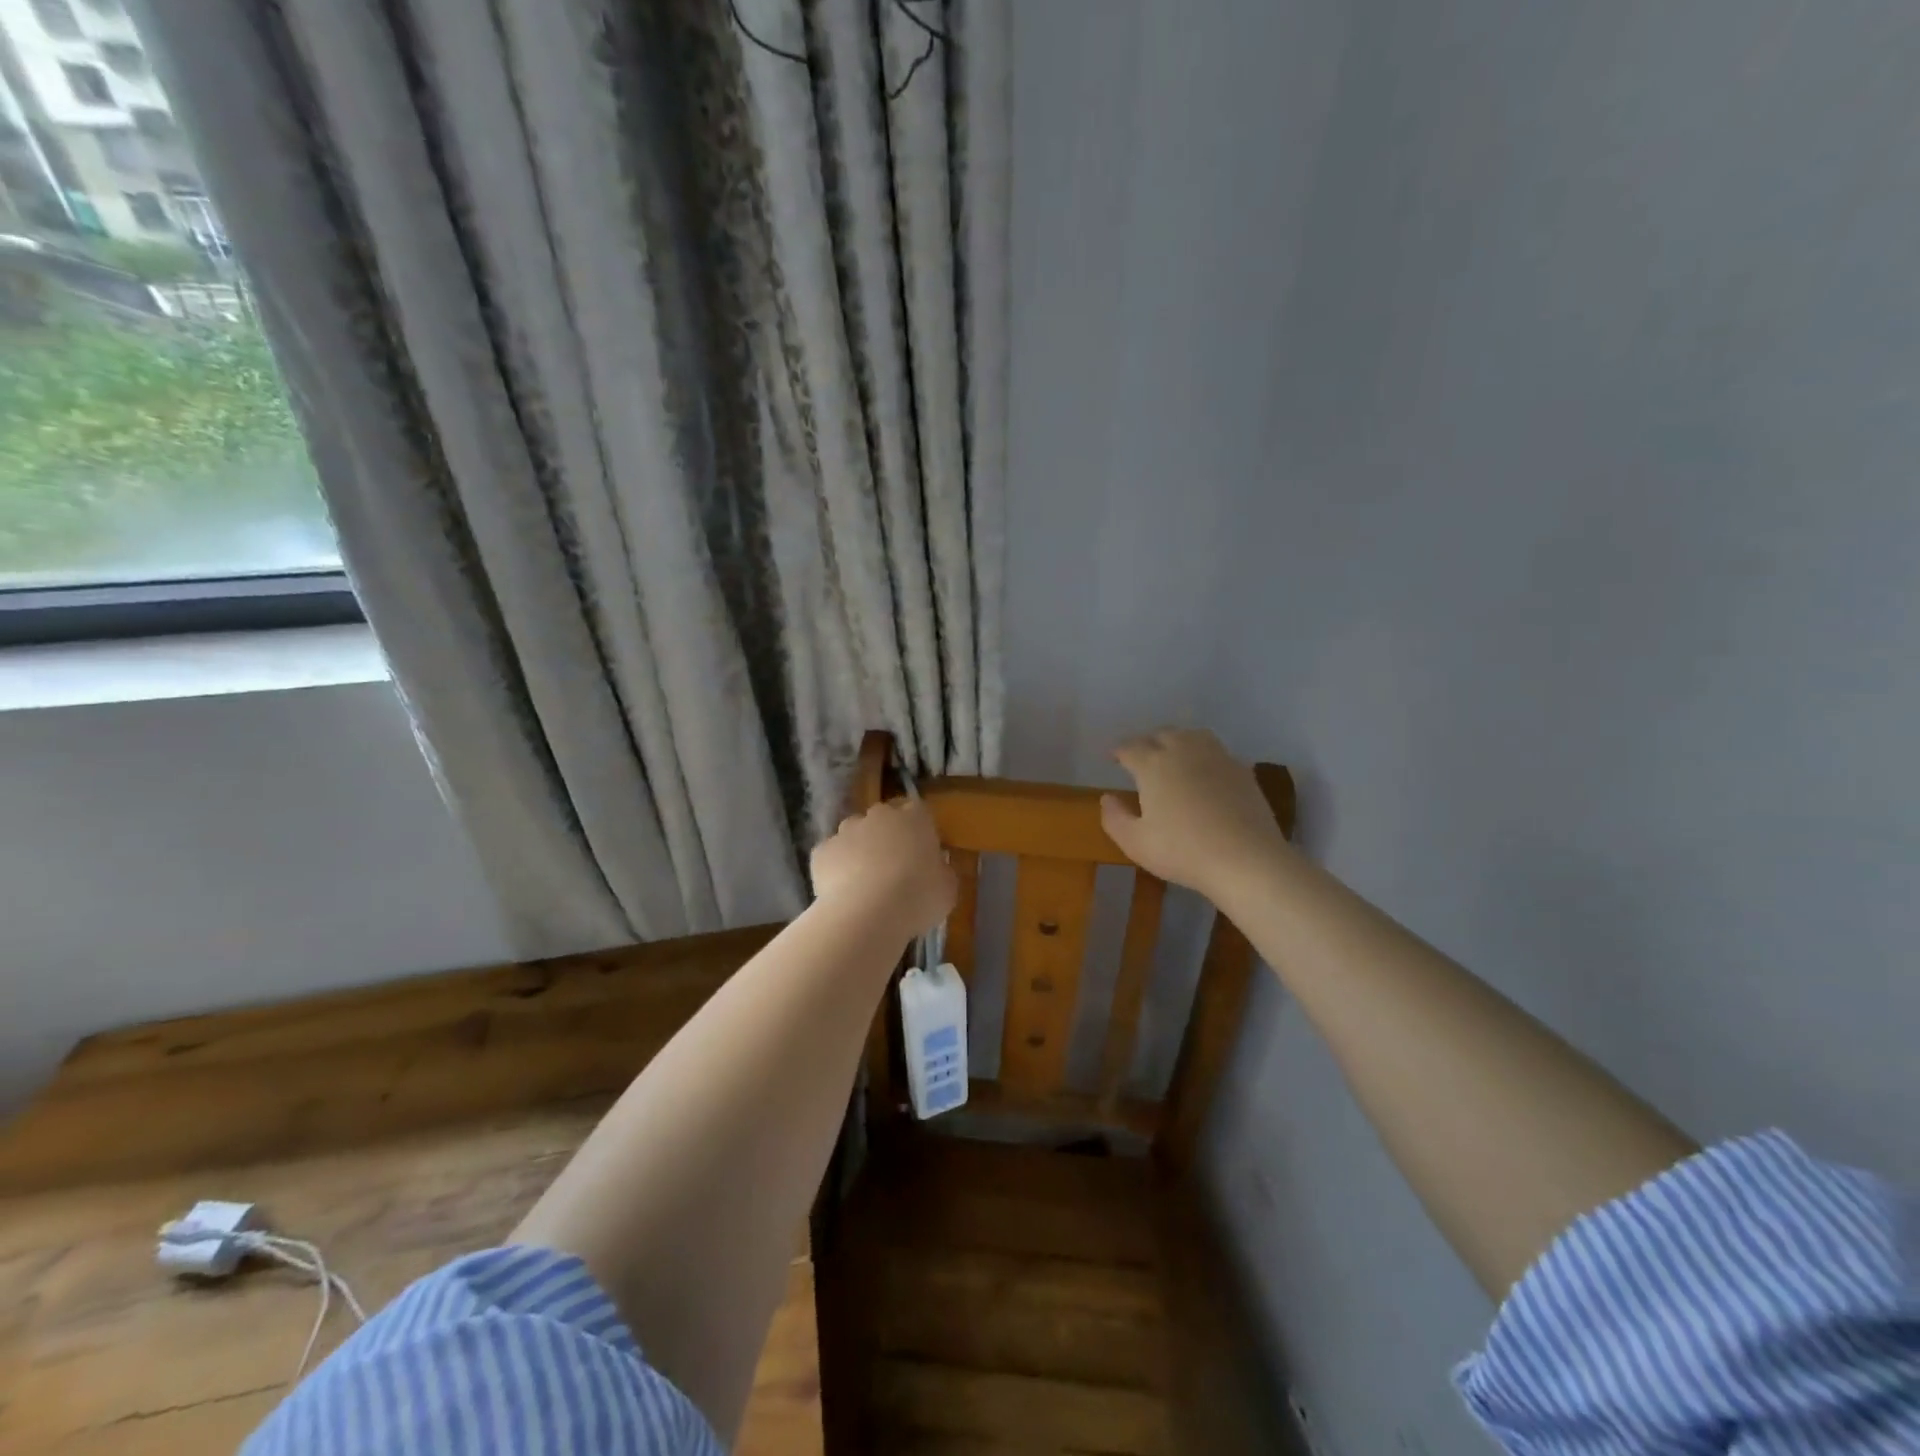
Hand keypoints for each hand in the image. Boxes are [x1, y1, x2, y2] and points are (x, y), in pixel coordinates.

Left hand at [810, 798, 956, 935]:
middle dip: (886, 836)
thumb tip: (934, 869)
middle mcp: (879, 816)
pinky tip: (842, 893)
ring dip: (859, 850)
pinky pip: (831, 856)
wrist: (867, 914)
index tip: (920, 851)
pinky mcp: (821, 851)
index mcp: (915, 819)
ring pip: (853, 834)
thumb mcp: (947, 888)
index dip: (917, 829)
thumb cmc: (917, 897)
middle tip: (893, 867)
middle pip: (883, 819)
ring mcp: (846, 831)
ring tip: (864, 882)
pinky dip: (835, 868)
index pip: (917, 810)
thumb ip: (941, 871)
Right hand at [1100, 728, 1291, 901]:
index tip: (1112, 758)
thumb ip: (1114, 818)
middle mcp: (1183, 751)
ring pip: (1192, 735)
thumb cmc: (1182, 851)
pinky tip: (1205, 772)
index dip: (1118, 751)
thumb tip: (1107, 797)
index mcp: (1153, 765)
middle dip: (1147, 742)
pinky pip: (1217, 752)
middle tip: (1141, 757)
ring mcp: (1217, 757)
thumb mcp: (1135, 843)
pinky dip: (1204, 755)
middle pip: (1162, 734)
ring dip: (1178, 741)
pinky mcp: (1242, 770)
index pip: (1130, 748)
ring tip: (1173, 755)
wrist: (1245, 859)